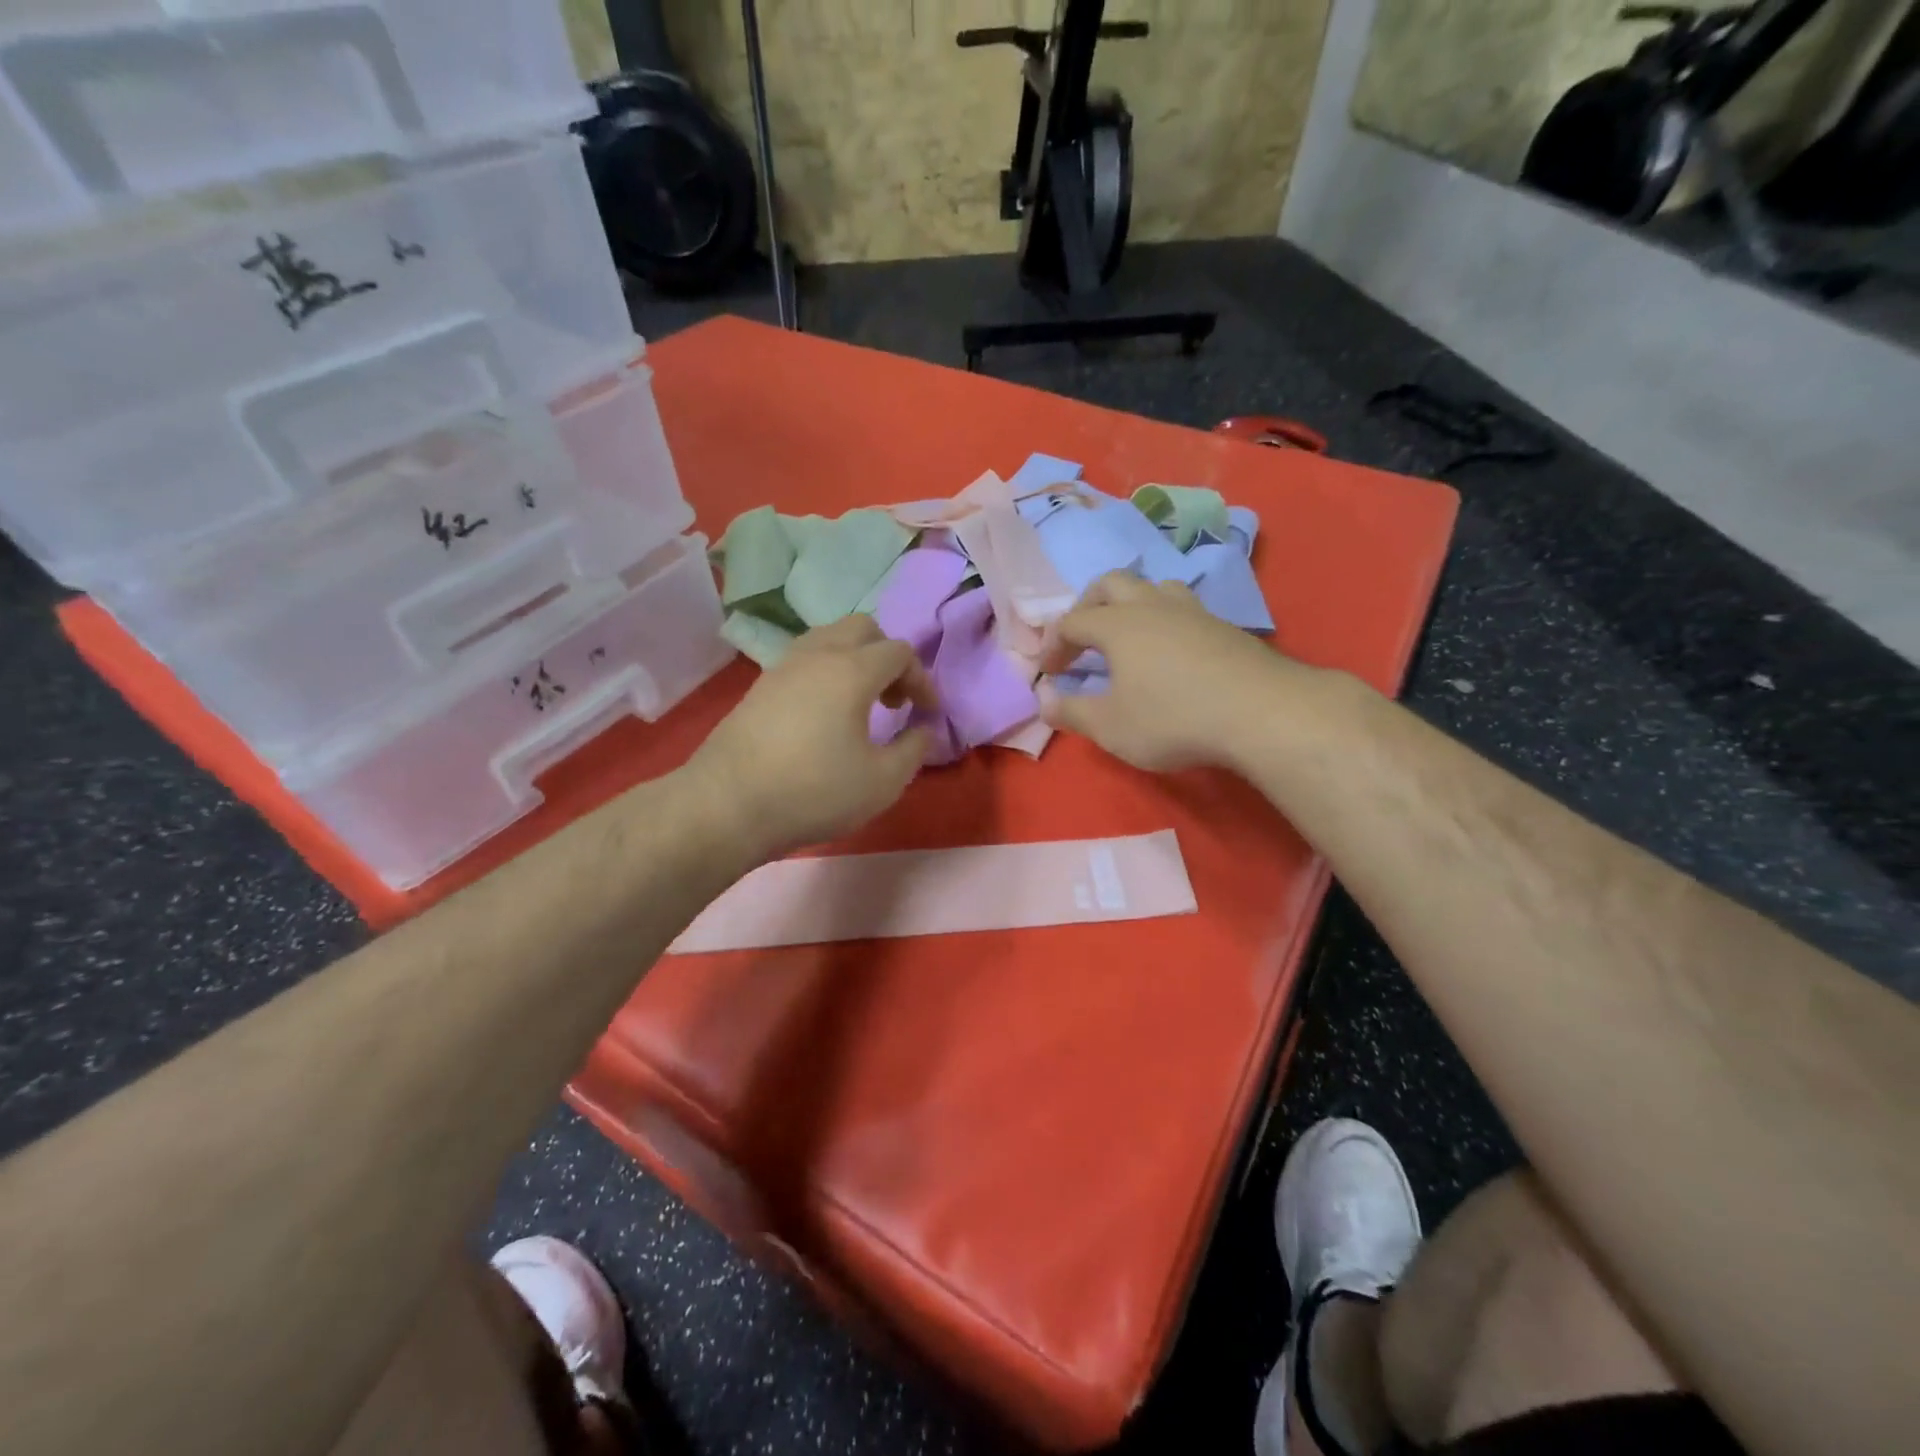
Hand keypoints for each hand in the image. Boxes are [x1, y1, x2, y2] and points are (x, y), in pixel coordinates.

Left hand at [689, 614, 937, 859]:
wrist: (727, 805)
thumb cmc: (814, 792)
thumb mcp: (882, 782)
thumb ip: (914, 749)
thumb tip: (924, 729)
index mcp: (851, 670)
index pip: (900, 652)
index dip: (922, 680)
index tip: (927, 714)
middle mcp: (817, 655)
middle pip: (863, 628)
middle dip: (888, 656)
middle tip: (894, 699)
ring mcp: (782, 667)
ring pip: (829, 638)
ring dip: (855, 660)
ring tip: (861, 704)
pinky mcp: (759, 686)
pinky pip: (805, 659)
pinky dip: (827, 672)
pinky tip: (825, 714)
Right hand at [1036, 571, 1295, 771]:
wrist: (1261, 711)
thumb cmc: (1172, 718)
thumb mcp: (1111, 726)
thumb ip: (1072, 712)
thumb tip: (1045, 701)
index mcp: (1118, 624)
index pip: (1071, 621)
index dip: (1052, 643)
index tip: (1048, 671)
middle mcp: (1152, 606)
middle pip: (1111, 583)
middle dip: (1087, 605)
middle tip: (1082, 637)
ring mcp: (1193, 612)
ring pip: (1154, 588)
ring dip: (1131, 605)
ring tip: (1129, 636)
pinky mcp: (1224, 627)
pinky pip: (1184, 609)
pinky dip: (1164, 622)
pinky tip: (1171, 652)